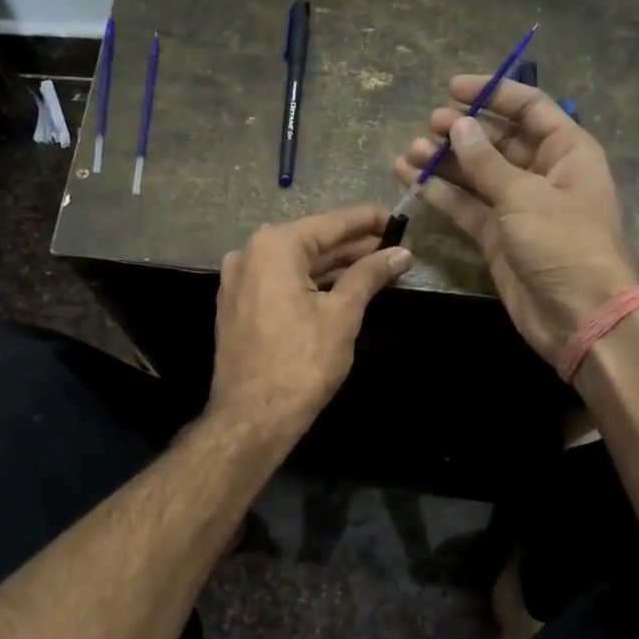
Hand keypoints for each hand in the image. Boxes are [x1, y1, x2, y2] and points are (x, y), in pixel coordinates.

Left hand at [210, 205, 413, 439]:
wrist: (252, 417)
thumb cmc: (302, 362)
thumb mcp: (342, 314)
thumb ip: (370, 275)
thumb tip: (401, 253)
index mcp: (274, 246)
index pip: (331, 223)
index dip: (368, 221)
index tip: (399, 220)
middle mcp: (250, 253)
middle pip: (312, 240)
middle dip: (354, 245)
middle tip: (394, 246)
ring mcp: (239, 280)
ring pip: (296, 263)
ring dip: (335, 265)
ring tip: (377, 266)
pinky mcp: (238, 305)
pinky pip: (281, 281)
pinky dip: (311, 282)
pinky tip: (342, 286)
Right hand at [394, 76, 638, 364]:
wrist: (578, 315)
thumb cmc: (564, 244)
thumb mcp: (525, 195)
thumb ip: (486, 162)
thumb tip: (459, 126)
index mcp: (566, 152)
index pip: (529, 109)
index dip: (493, 94)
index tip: (453, 88)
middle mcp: (542, 174)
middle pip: (498, 141)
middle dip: (464, 130)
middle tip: (429, 124)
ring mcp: (517, 206)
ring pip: (476, 174)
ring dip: (446, 162)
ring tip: (411, 151)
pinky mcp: (497, 236)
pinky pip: (466, 206)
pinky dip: (441, 194)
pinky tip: (411, 179)